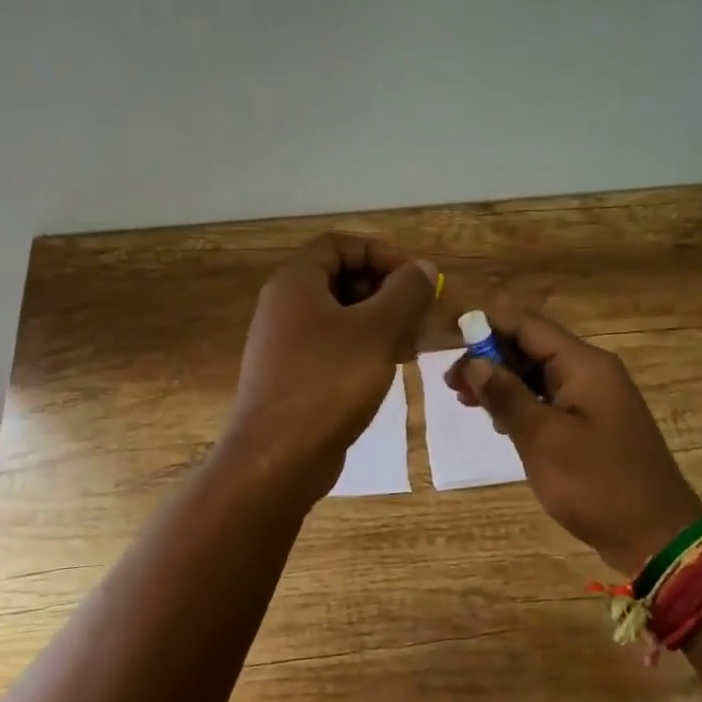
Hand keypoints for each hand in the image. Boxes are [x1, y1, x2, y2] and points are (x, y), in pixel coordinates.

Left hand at [225, 234, 437, 499]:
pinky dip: (363, 348)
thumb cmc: (330, 381)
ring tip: (411, 345)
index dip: (381, 253)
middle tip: (418, 314)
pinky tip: (389, 368)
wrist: (279, 457)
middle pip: (340, 279)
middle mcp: (284, 306)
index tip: (416, 277)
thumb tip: (423, 267)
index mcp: (296, 283)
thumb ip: (406, 292)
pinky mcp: (292, 376)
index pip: (340, 245)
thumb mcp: (378, 330)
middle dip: (385, 291)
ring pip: (340, 317)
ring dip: (379, 322)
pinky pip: (332, 347)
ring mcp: (285, 344)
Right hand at [448, 310, 701, 574]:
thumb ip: (506, 396)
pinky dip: (523, 404)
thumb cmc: (597, 484)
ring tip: (466, 401)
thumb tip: (474, 362)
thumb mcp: (543, 439)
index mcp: (584, 365)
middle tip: (451, 384)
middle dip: (490, 358)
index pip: (527, 325)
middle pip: (532, 347)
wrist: (656, 536)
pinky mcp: (594, 424)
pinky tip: (500, 422)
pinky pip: (551, 400)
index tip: (449, 339)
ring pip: (539, 375)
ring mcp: (595, 398)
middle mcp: (591, 371)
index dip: (486, 326)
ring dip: (503, 383)